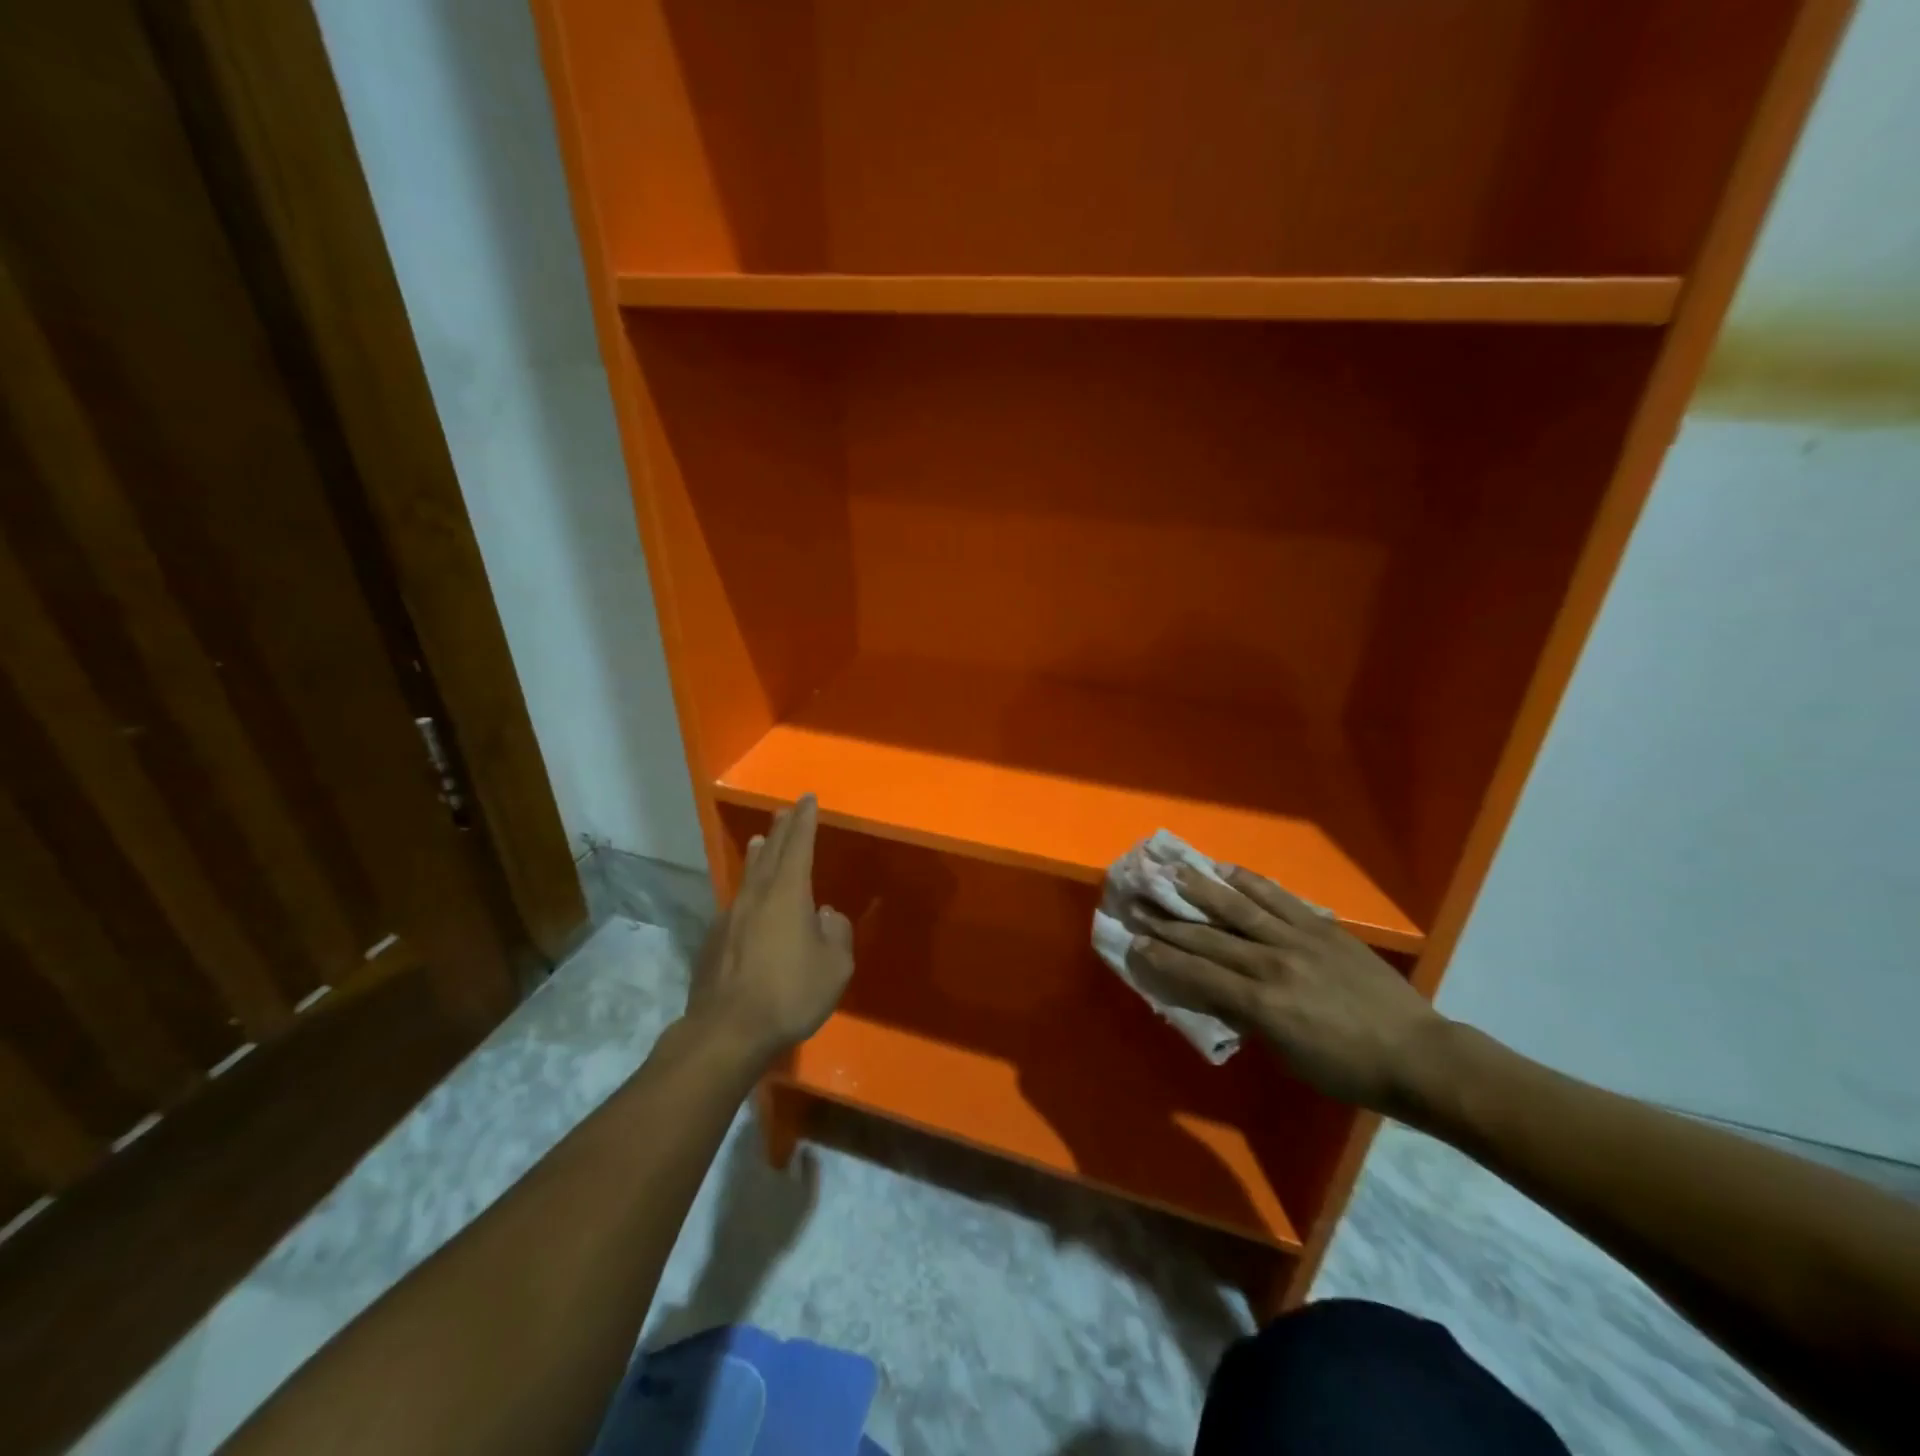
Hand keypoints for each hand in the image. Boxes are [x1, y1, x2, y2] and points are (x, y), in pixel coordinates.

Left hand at [684, 795, 852, 1064]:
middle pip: (769, 852)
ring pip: (748, 875)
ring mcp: (730, 917)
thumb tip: (825, 915)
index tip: (807, 798)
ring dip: (758, 854)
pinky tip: (748, 901)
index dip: (805, 820)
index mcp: (787, 894)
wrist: (726, 1031)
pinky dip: (747, 890)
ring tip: (760, 839)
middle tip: (785, 810)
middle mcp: (756, 896)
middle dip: (781, 829)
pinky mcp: (714, 941)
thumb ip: (837, 934)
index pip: (798, 844)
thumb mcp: (834, 968)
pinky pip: (736, 903)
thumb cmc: (789, 994)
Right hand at [1126, 865, 1446, 1112]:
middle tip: (1138, 903)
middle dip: (1168, 922)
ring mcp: (1297, 939)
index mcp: (1261, 1003)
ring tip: (1172, 871)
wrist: (1416, 1055)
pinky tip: (1227, 870)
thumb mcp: (1285, 1054)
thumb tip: (1212, 990)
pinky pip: (1278, 898)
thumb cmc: (1346, 1069)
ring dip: (1200, 889)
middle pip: (1208, 937)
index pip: (1197, 973)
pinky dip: (1250, 883)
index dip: (1161, 957)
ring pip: (1238, 908)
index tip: (1133, 943)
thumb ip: (1245, 1016)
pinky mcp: (1321, 927)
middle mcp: (1271, 964)